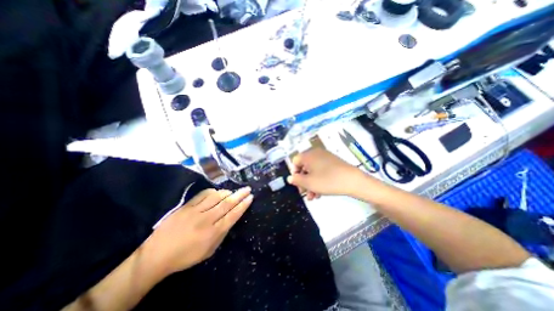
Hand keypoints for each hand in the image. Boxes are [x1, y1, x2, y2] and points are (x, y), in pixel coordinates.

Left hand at [143, 185, 253, 275]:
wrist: (156, 255)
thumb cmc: (186, 256)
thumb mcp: (209, 250)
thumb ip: (222, 233)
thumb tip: (232, 218)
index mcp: (213, 233)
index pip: (233, 215)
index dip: (243, 205)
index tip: (250, 197)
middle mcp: (207, 219)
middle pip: (227, 203)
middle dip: (240, 195)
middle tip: (247, 188)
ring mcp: (196, 211)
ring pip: (217, 197)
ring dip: (227, 192)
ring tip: (233, 191)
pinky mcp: (187, 206)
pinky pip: (203, 194)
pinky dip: (213, 191)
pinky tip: (217, 192)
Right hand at [286, 148, 366, 198]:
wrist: (353, 180)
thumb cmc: (328, 181)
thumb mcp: (309, 183)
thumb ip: (296, 180)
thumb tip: (290, 178)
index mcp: (308, 155)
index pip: (295, 161)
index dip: (294, 173)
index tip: (297, 184)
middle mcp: (316, 153)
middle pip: (304, 167)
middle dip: (303, 181)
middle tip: (304, 193)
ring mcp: (325, 157)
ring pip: (313, 170)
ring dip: (311, 183)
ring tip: (313, 197)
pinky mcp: (333, 162)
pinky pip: (321, 170)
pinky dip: (318, 180)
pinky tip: (320, 192)